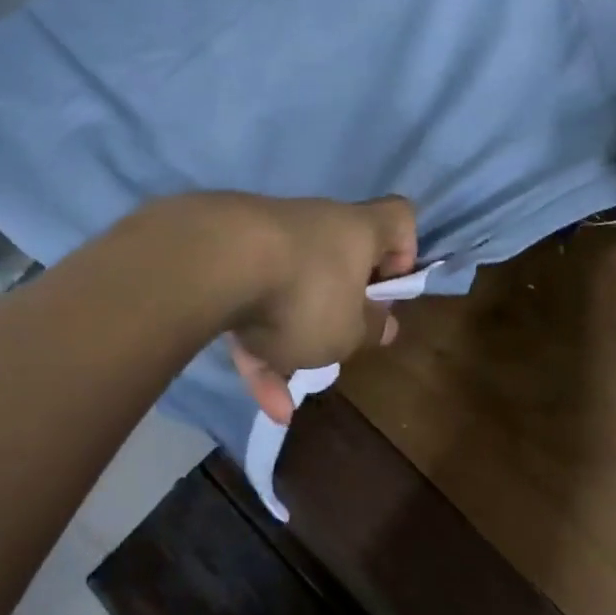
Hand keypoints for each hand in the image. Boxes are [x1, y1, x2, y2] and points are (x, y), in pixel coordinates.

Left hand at [218, 195, 417, 423]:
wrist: (212, 264)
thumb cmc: (304, 294)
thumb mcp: (349, 331)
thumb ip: (370, 329)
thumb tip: (383, 323)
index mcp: (357, 231)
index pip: (398, 218)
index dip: (404, 252)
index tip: (388, 292)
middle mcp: (315, 225)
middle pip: (339, 262)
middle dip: (338, 308)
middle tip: (338, 344)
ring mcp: (266, 239)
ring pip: (289, 292)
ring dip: (289, 341)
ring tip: (284, 397)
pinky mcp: (226, 259)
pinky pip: (251, 304)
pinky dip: (256, 345)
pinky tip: (259, 396)